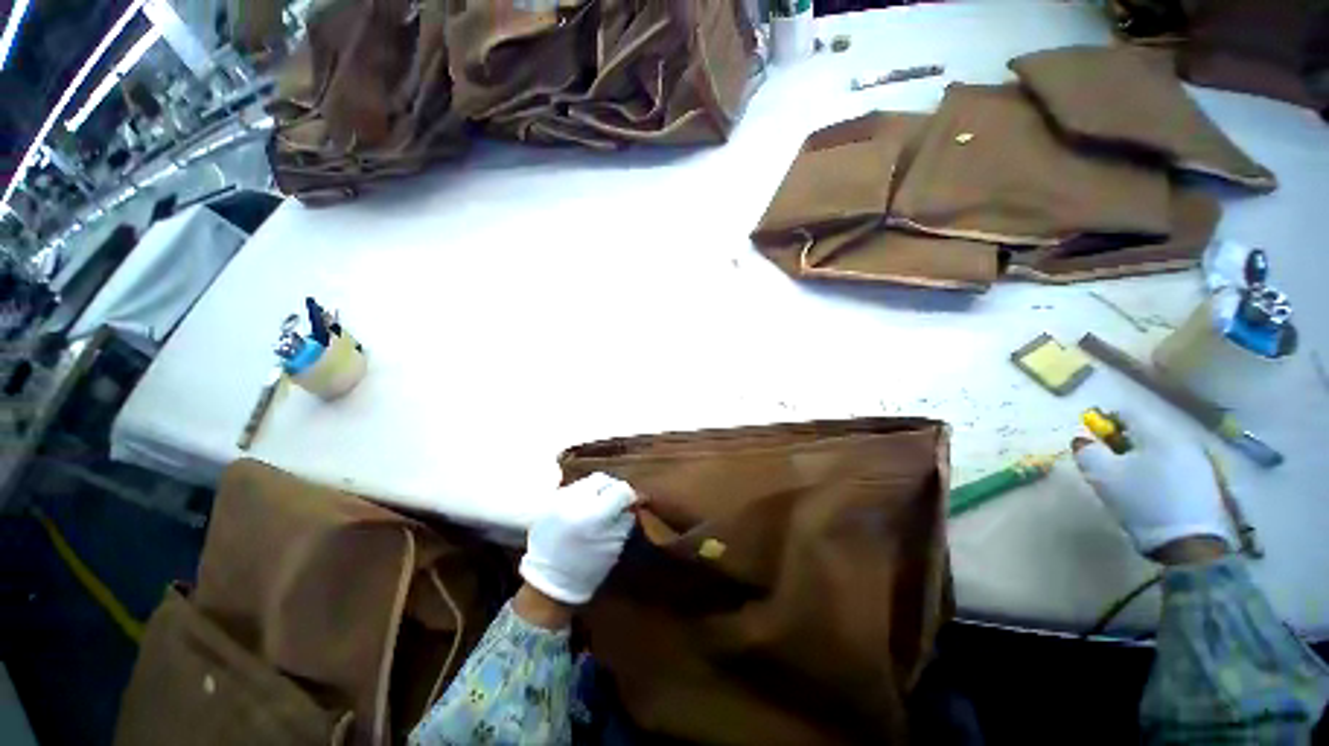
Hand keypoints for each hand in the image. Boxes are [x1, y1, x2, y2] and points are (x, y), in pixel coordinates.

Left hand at [519, 473, 637, 605]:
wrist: (548, 582)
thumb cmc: (587, 569)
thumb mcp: (614, 545)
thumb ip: (625, 519)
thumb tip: (631, 501)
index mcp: (594, 515)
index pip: (620, 489)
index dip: (629, 496)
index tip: (630, 504)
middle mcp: (574, 500)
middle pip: (602, 479)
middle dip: (611, 489)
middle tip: (615, 502)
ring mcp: (558, 498)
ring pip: (587, 481)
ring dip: (596, 491)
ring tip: (597, 506)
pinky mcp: (548, 501)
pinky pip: (572, 488)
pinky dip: (582, 495)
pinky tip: (582, 509)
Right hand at [1072, 408, 1232, 560]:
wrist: (1190, 543)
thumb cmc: (1141, 501)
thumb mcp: (1102, 475)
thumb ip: (1087, 451)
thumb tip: (1083, 440)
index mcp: (1157, 431)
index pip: (1124, 411)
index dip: (1102, 421)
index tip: (1091, 439)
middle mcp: (1181, 438)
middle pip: (1144, 429)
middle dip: (1122, 441)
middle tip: (1107, 461)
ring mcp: (1198, 460)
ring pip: (1160, 448)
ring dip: (1140, 456)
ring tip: (1127, 478)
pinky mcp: (1206, 481)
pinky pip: (1174, 464)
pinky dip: (1157, 470)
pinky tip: (1151, 490)